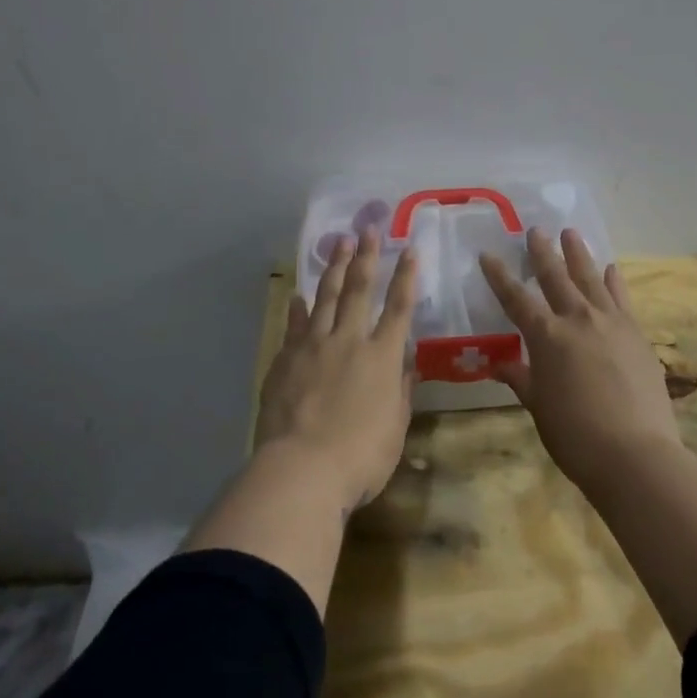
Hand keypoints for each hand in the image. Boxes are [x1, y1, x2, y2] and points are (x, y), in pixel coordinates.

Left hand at [254, 227, 416, 513]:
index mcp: (382, 357)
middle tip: (368, 228)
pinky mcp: (286, 359)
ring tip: (339, 242)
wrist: (302, 469)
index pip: (399, 308)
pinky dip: (298, 309)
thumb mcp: (394, 428)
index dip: (406, 277)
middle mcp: (349, 341)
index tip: (411, 250)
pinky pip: (295, 326)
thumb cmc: (360, 457)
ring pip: (327, 297)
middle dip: (367, 256)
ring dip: (335, 268)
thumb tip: (407, 364)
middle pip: (360, 289)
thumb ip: (400, 391)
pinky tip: (298, 296)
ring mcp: (314, 346)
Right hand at [479, 229, 681, 491]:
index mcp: (547, 337)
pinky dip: (613, 281)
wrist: (636, 453)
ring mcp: (611, 322)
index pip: (516, 298)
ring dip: (578, 254)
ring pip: (590, 278)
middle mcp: (577, 319)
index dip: (499, 276)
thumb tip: (500, 364)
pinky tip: (610, 269)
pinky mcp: (636, 333)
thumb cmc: (576, 435)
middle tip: (534, 230)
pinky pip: (621, 298)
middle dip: (542, 252)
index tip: (488, 254)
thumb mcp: (539, 407)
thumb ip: (521, 378)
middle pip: (556, 276)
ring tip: (571, 233)